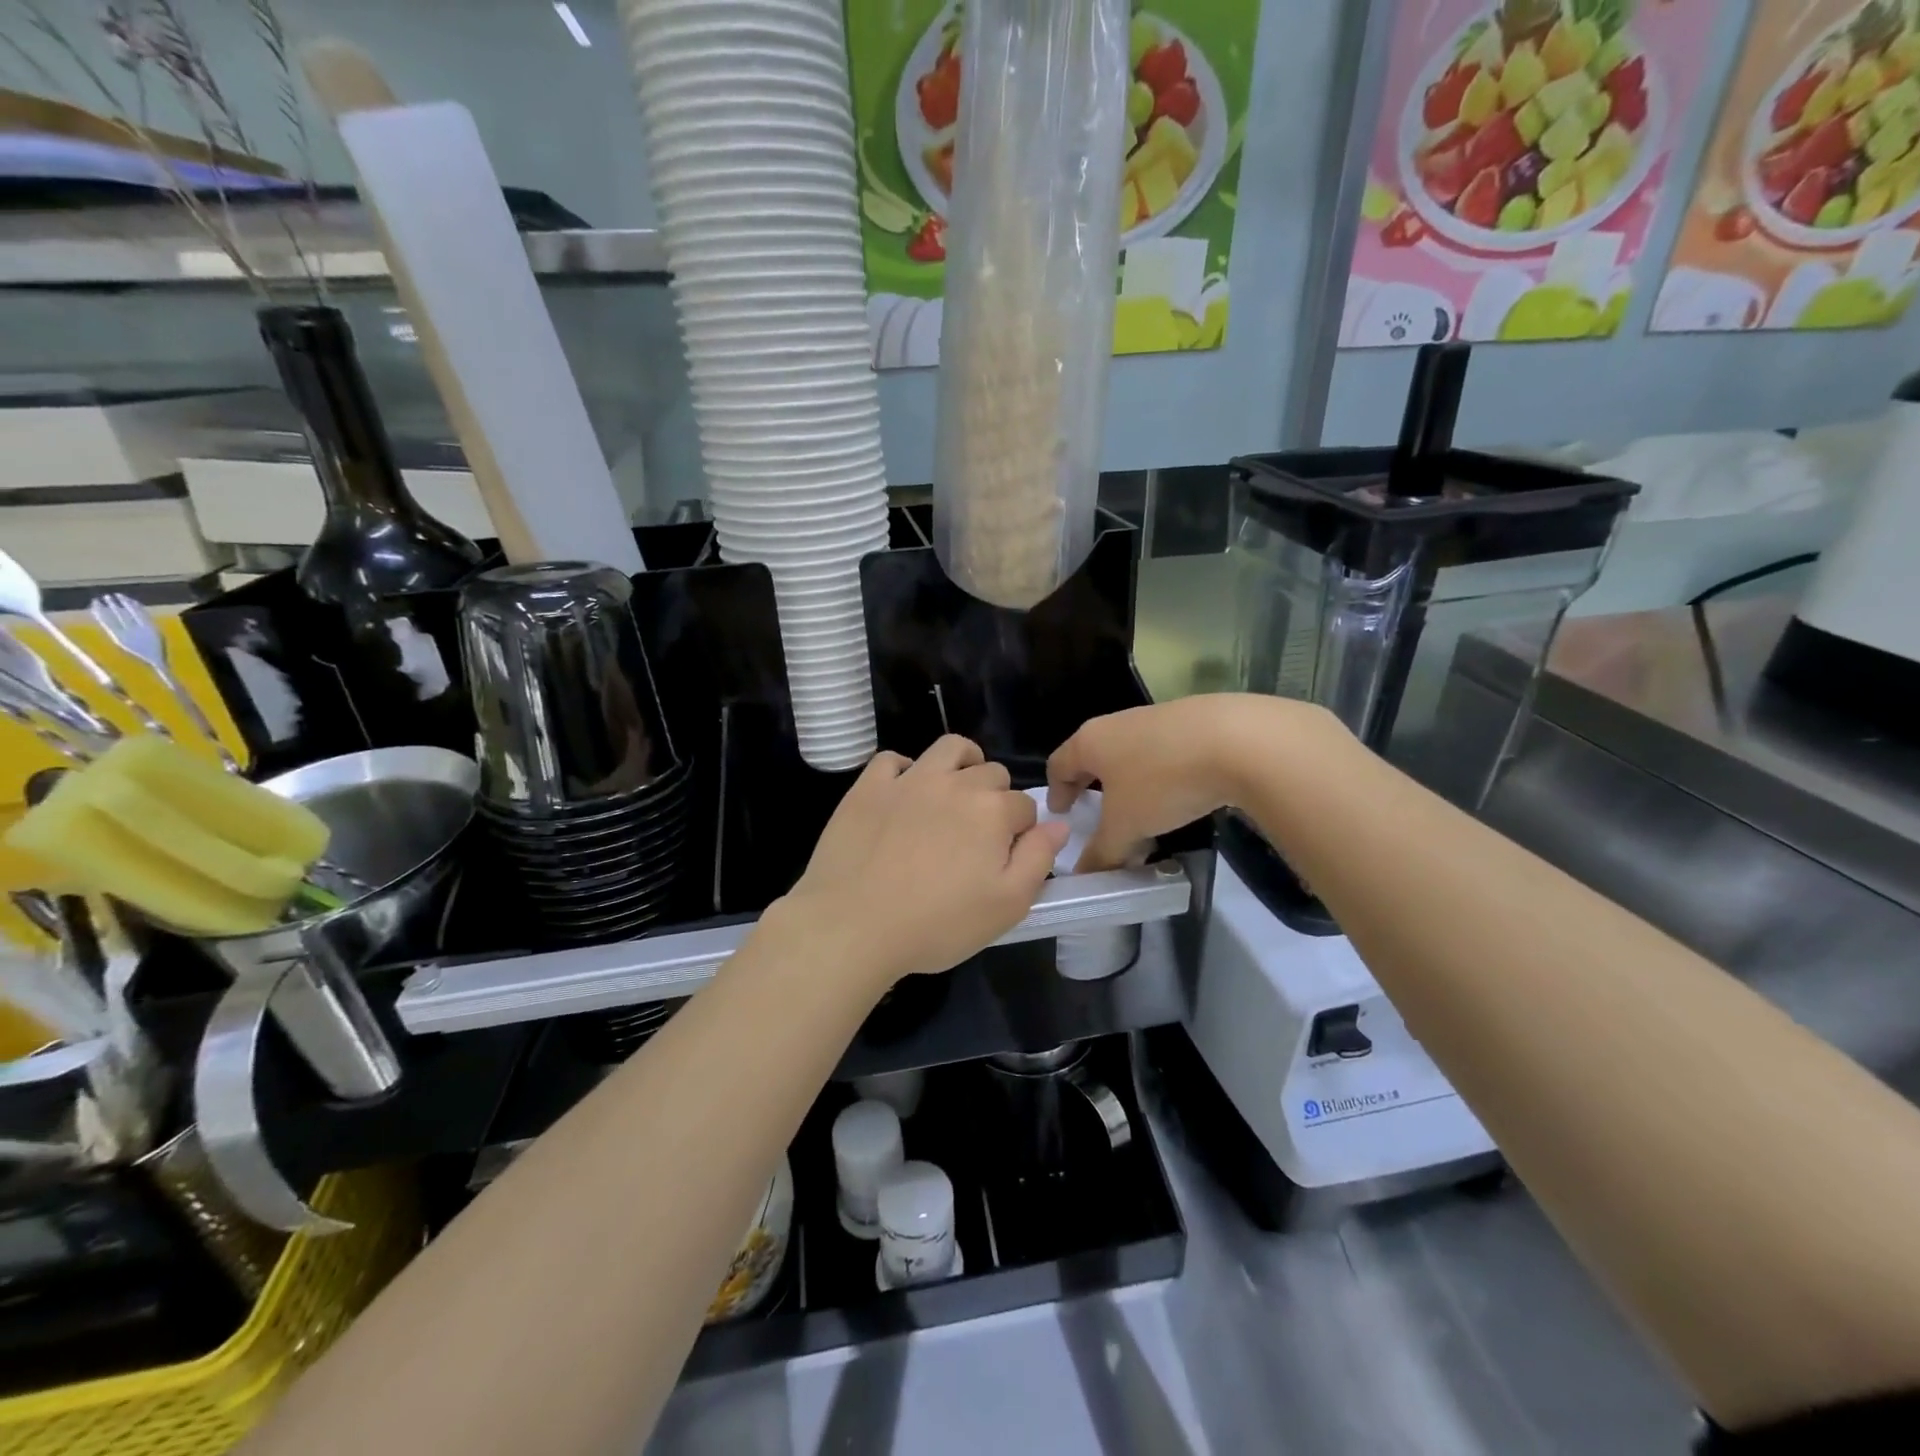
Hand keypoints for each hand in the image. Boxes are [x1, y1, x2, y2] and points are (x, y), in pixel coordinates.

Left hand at [771, 735, 1068, 993]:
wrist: (852, 925)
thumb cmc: (937, 924)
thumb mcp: (1006, 906)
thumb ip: (1039, 859)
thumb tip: (1058, 824)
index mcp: (992, 811)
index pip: (1025, 807)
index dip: (1022, 831)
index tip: (1006, 858)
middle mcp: (954, 783)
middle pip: (991, 773)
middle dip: (995, 797)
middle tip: (979, 835)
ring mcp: (908, 780)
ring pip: (949, 749)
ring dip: (962, 763)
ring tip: (956, 791)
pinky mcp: (868, 786)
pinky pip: (893, 760)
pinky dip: (905, 770)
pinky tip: (904, 794)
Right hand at [1047, 695, 1337, 869]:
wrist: (1238, 740)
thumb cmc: (1162, 782)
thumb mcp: (1126, 827)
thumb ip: (1102, 853)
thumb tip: (1084, 877)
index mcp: (1090, 741)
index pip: (1059, 764)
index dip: (1056, 791)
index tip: (1061, 813)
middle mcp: (1117, 723)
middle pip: (1094, 755)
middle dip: (1092, 786)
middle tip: (1096, 814)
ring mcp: (1156, 717)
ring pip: (1130, 753)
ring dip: (1128, 783)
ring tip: (1142, 814)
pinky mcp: (1193, 720)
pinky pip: (1163, 752)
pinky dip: (1161, 775)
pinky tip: (1179, 797)